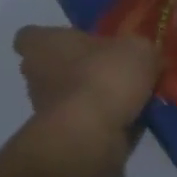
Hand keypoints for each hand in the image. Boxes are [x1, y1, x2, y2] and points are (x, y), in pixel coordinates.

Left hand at [13, 26, 159, 139]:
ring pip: (71, 98)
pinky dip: (106, 123)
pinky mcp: (63, 140)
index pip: (30, 36)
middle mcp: (37, 77)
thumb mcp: (138, 49)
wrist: (91, 137)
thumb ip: (140, 50)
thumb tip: (146, 58)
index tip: (77, 40)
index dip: (51, 37)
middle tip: (114, 68)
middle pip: (52, 68)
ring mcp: (46, 112)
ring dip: (95, 98)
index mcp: (44, 45)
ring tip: (133, 97)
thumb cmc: (104, 77)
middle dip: (79, 69)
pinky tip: (134, 121)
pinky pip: (87, 124)